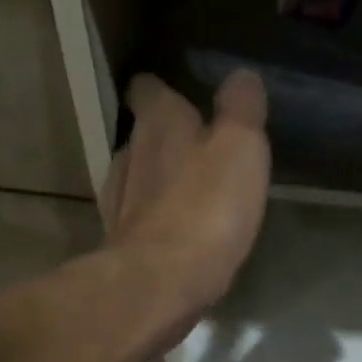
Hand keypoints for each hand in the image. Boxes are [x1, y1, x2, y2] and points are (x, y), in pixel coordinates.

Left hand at [102, 70, 270, 343]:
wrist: (160, 284)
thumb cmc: (206, 210)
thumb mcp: (241, 149)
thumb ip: (242, 109)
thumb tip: (242, 77)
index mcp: (159, 122)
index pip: (150, 89)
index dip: (164, 91)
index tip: (182, 98)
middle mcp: (130, 153)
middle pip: (143, 136)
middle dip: (166, 140)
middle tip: (196, 153)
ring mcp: (119, 203)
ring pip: (138, 180)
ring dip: (158, 184)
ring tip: (188, 197)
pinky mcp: (121, 246)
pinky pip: (140, 223)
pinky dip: (155, 224)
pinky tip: (175, 237)